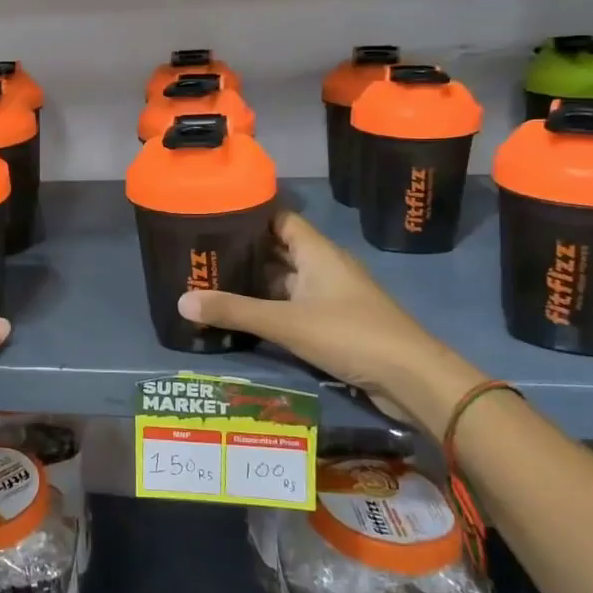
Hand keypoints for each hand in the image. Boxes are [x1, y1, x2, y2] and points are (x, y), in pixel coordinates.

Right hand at [177, 212, 483, 436]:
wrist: (412, 377)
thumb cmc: (350, 334)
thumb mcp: (286, 322)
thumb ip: (234, 311)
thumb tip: (181, 302)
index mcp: (316, 251)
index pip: (279, 218)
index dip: (249, 214)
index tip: (212, 216)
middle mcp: (323, 266)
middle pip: (278, 249)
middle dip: (243, 251)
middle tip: (201, 254)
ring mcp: (331, 295)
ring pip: (285, 280)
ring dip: (254, 282)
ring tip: (212, 282)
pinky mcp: (334, 322)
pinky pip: (294, 304)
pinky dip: (269, 306)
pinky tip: (243, 315)